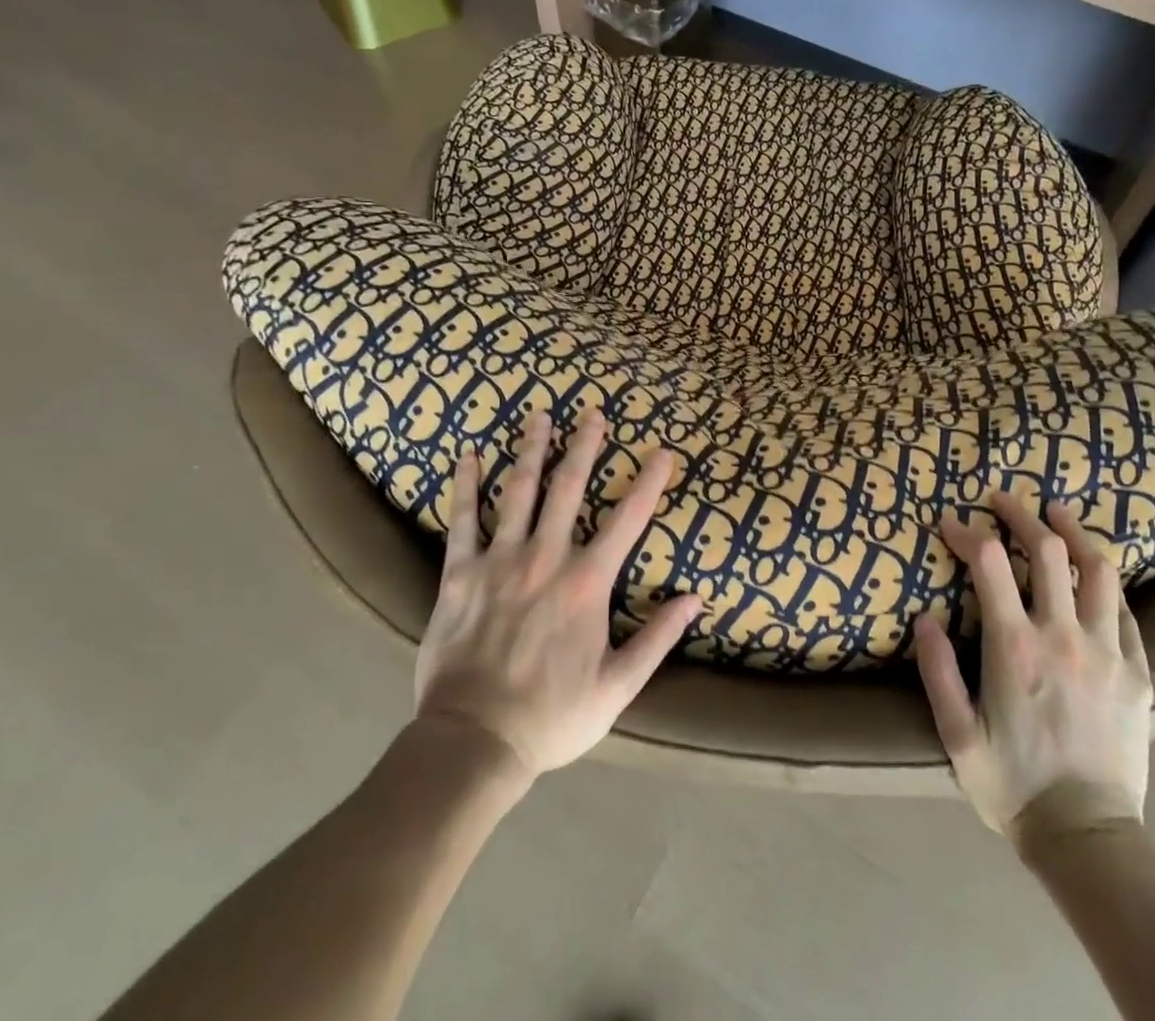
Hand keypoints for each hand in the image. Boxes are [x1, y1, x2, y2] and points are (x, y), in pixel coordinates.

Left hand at [412, 409, 701, 779]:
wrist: (473, 742)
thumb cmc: (552, 716)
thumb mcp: (618, 687)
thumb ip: (658, 638)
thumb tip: (695, 598)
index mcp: (587, 583)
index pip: (628, 520)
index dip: (649, 482)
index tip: (663, 452)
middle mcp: (546, 558)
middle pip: (569, 488)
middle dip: (584, 447)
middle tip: (592, 412)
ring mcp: (500, 560)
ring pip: (519, 491)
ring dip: (532, 450)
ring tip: (540, 416)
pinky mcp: (460, 573)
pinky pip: (463, 519)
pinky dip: (466, 485)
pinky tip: (469, 455)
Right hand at [913, 496, 1151, 839]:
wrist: (1089, 838)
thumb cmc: (1013, 785)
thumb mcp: (957, 734)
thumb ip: (937, 671)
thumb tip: (924, 617)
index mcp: (1015, 646)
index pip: (988, 562)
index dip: (966, 531)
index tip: (949, 522)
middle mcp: (1063, 635)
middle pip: (1048, 550)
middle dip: (1021, 514)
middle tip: (1002, 499)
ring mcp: (1108, 651)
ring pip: (1098, 569)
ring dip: (1073, 532)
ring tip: (1057, 513)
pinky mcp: (1138, 672)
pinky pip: (1126, 611)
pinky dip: (1106, 583)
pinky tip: (1093, 575)